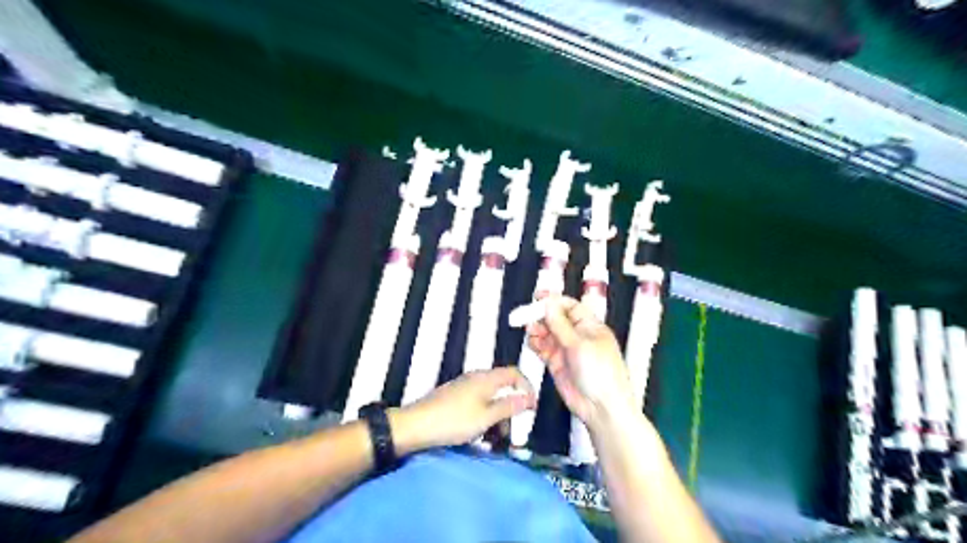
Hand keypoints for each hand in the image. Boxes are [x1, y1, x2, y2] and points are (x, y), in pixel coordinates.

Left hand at [396, 367, 540, 451]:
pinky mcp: (454, 396)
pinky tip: (478, 433)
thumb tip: (529, 398)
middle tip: (511, 430)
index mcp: (486, 378)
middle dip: (511, 407)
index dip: (527, 388)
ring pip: (490, 397)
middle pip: (502, 386)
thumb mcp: (486, 417)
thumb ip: (509, 406)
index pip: (514, 373)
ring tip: (494, 437)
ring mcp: (463, 386)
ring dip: (497, 415)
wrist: (415, 425)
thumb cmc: (453, 421)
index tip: (531, 408)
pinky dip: (484, 416)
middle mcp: (476, 377)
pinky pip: (477, 402)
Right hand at [525, 294, 639, 430]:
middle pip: (555, 318)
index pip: (569, 306)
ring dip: (537, 329)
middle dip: (541, 315)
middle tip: (527, 315)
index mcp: (590, 326)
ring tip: (529, 330)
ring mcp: (567, 350)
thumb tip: (550, 305)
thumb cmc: (602, 375)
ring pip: (547, 333)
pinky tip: (532, 342)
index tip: (537, 297)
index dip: (553, 301)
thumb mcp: (580, 345)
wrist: (601, 407)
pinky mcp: (557, 363)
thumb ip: (561, 325)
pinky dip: (536, 344)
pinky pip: (543, 348)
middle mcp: (578, 336)